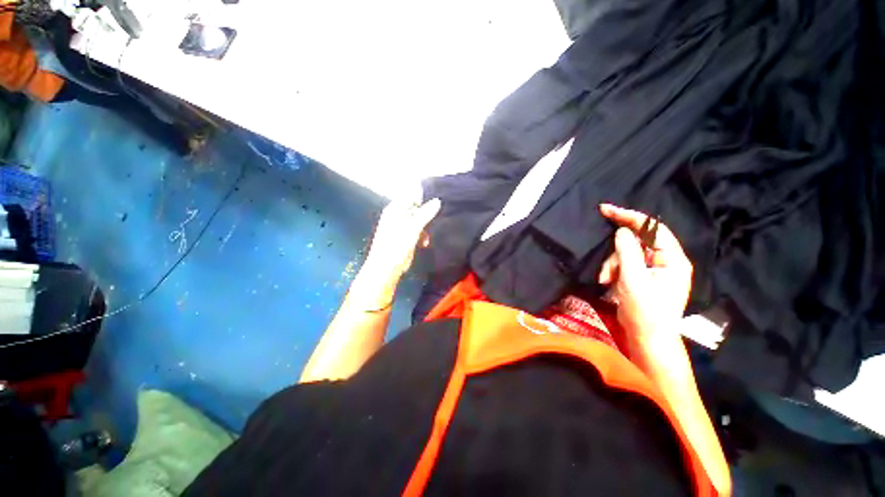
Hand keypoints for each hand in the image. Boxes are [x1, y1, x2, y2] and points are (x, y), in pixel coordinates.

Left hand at [352, 198, 440, 308]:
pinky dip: (422, 236)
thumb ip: (425, 214)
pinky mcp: (405, 238)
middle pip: (416, 209)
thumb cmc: (396, 246)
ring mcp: (401, 227)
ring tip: (428, 236)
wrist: (386, 268)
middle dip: (426, 215)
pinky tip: (424, 243)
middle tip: (435, 221)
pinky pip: (417, 232)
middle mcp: (397, 216)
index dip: (423, 199)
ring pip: (418, 221)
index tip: (436, 204)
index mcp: (395, 210)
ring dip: (425, 227)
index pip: (411, 197)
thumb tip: (437, 201)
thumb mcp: (413, 228)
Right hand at [598, 204, 692, 341]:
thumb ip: (627, 252)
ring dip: (612, 265)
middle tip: (603, 266)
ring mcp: (654, 270)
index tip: (606, 210)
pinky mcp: (643, 278)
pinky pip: (625, 264)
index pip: (652, 228)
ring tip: (605, 280)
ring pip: (627, 254)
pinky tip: (608, 282)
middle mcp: (666, 261)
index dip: (629, 216)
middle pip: (637, 242)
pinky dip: (614, 271)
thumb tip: (621, 231)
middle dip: (617, 253)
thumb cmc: (645, 310)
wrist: (647, 338)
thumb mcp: (633, 279)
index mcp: (673, 259)